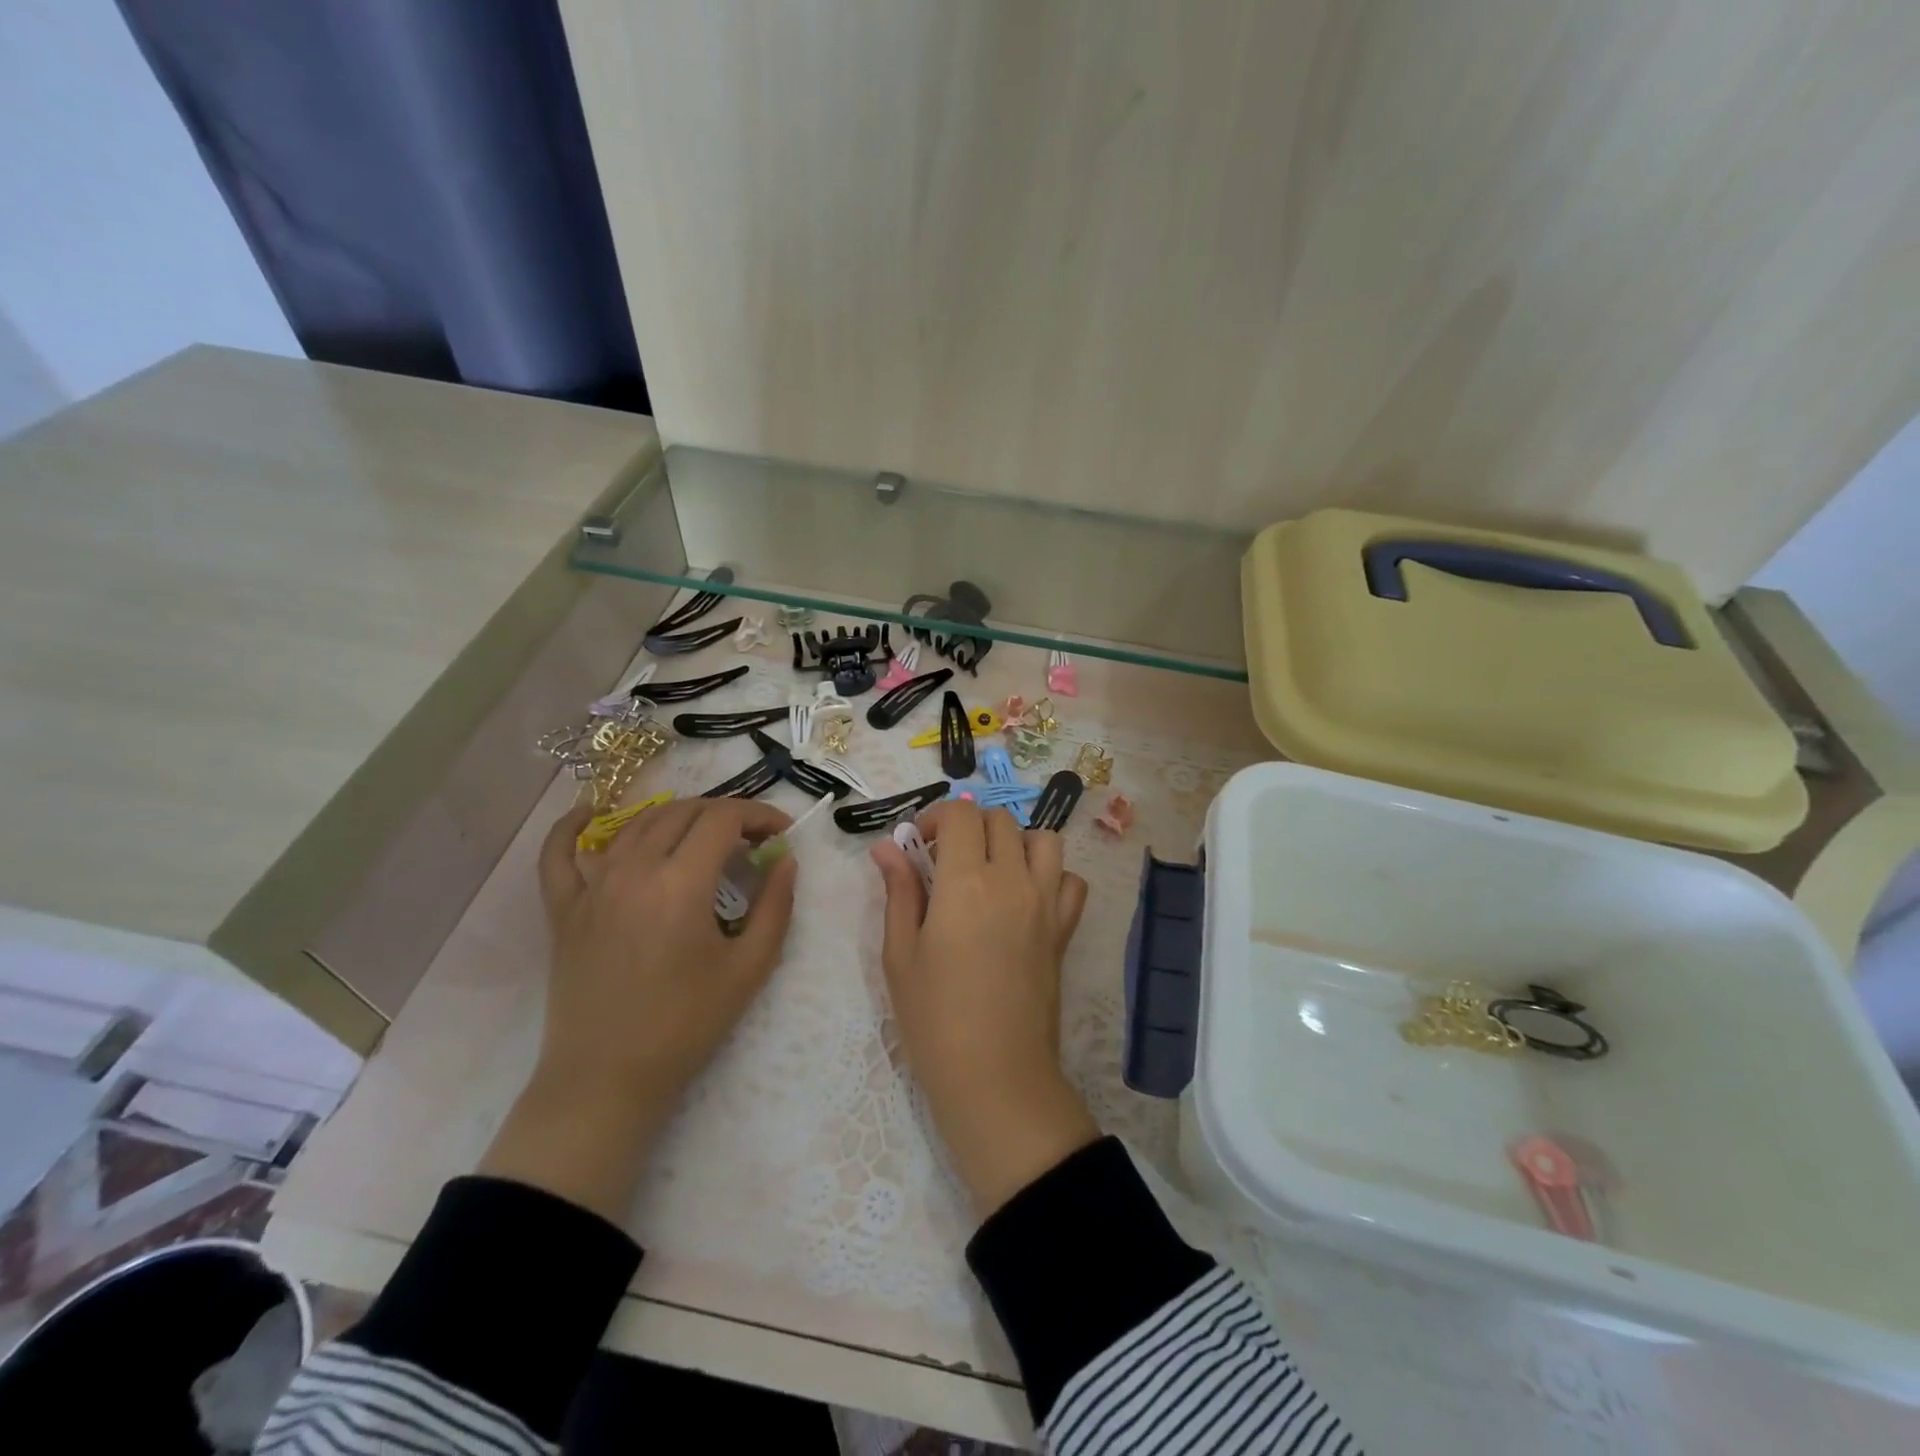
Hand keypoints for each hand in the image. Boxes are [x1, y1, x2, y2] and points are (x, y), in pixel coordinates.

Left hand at [480, 798, 797, 1221]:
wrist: (609, 1078)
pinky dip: (572, 825)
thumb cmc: (687, 1024)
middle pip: (683, 812)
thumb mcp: (750, 967)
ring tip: (704, 834)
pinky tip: (590, 811)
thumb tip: (785, 860)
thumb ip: (776, 905)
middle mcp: (633, 870)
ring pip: (636, 823)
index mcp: (680, 883)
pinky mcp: (564, 908)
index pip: (724, 819)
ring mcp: (591, 886)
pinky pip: (559, 853)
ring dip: (677, 816)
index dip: (759, 814)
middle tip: (751, 838)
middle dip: (725, 814)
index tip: (781, 832)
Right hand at [872, 801, 1097, 1216]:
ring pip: (1043, 840)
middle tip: (946, 863)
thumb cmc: (934, 1018)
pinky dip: (1052, 876)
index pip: (960, 814)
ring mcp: (1046, 903)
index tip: (919, 846)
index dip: (936, 818)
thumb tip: (887, 847)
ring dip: (1015, 842)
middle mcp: (1012, 880)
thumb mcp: (900, 954)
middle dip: (968, 828)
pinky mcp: (1064, 929)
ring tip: (990, 872)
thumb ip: (899, 891)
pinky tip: (1026, 899)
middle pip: (999, 821)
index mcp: (966, 882)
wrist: (995, 1076)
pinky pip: (1071, 881)